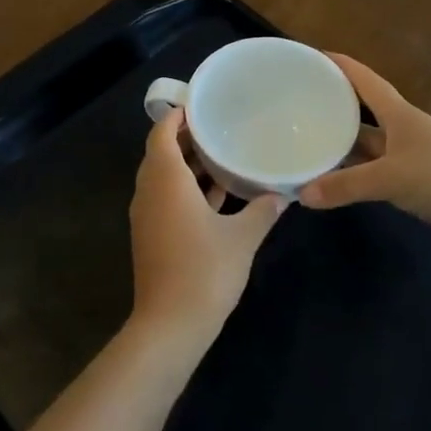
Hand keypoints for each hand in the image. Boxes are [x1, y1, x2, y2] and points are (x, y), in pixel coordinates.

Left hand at [129, 107, 285, 348]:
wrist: (170, 325)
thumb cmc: (205, 271)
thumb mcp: (242, 237)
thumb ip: (263, 210)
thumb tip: (283, 193)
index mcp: (166, 180)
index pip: (161, 134)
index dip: (176, 116)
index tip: (201, 105)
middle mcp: (149, 192)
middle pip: (161, 153)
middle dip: (186, 139)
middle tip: (218, 126)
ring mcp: (147, 216)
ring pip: (163, 178)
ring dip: (187, 166)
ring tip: (222, 155)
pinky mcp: (151, 236)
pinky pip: (166, 199)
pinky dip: (186, 189)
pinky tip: (218, 195)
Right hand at [298, 54, 430, 251]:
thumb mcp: (390, 178)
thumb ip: (346, 185)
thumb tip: (302, 193)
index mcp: (398, 114)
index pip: (364, 80)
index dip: (340, 65)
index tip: (312, 55)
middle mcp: (401, 130)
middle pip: (361, 112)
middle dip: (332, 106)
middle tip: (296, 104)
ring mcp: (407, 156)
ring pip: (365, 145)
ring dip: (340, 145)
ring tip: (304, 144)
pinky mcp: (412, 182)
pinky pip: (373, 173)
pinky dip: (352, 175)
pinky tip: (332, 181)